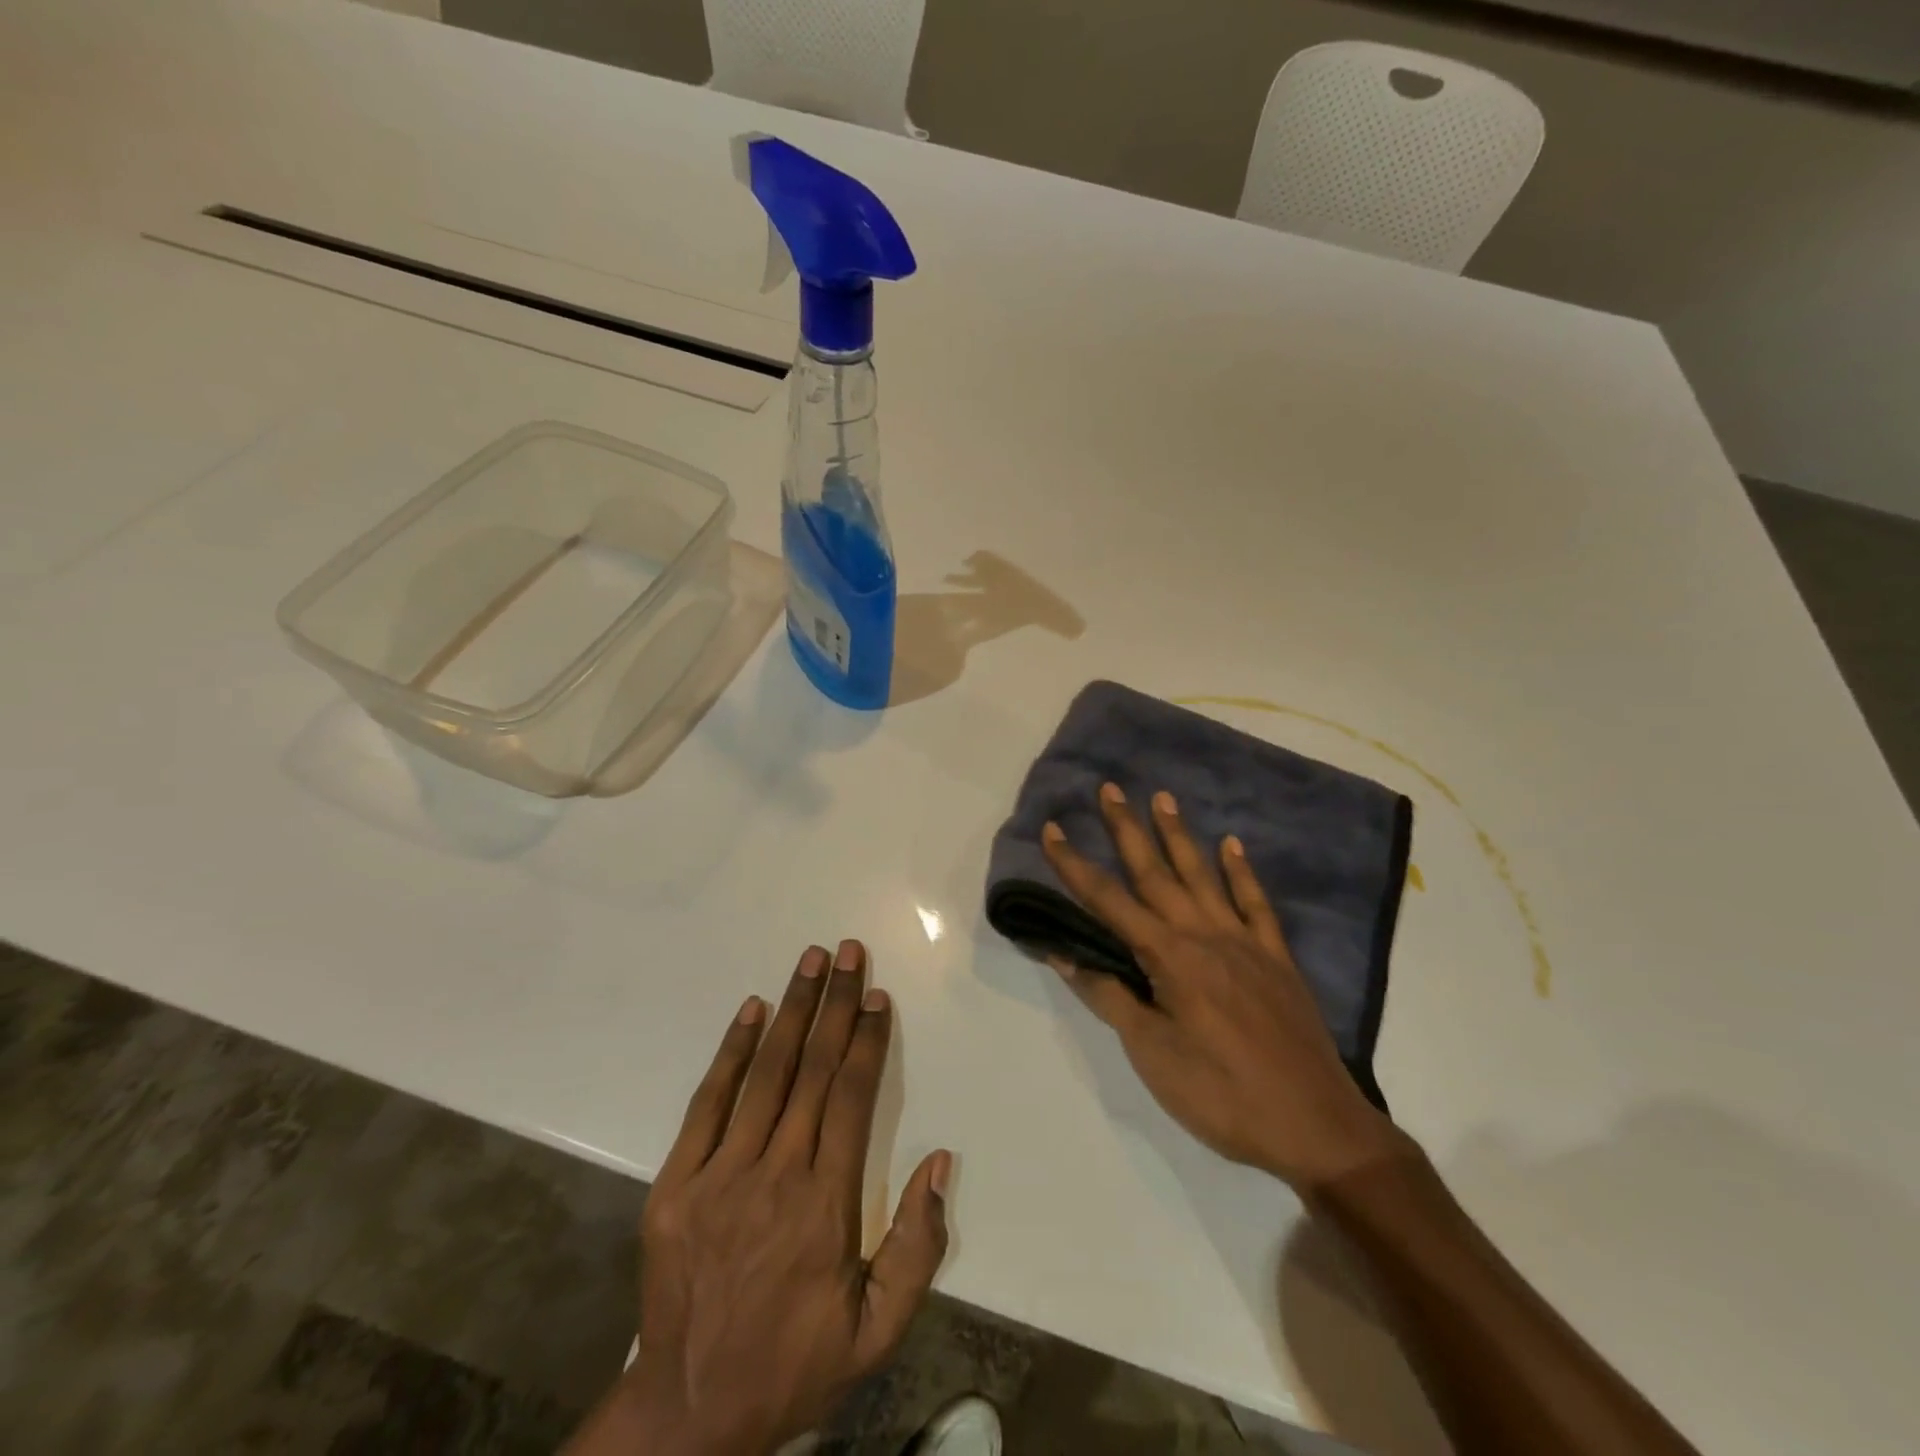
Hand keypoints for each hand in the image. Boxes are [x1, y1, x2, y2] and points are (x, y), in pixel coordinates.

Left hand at [569, 941, 951, 1455]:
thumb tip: (941, 1161)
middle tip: (849, 952)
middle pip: (813, 1069)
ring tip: (811, 961)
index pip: (852, 1097)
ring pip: (766, 1074)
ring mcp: (720, 1175)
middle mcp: (775, 1174)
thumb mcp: (877, 1330)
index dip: (867, 1040)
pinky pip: (709, 1104)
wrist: (687, 1413)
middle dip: (835, 1004)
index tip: (876, 996)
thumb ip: (918, 1247)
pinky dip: (732, 1052)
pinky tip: (752, 1010)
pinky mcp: (676, 1183)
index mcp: (825, 1204)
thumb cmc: (795, 1362)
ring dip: (792, 1010)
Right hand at [1042, 783, 1404, 1194]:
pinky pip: (1256, 904)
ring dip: (1179, 836)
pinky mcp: (1276, 958)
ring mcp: (1245, 942)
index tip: (1052, 830)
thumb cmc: (1221, 1095)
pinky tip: (1233, 845)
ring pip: (1203, 876)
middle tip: (1110, 789)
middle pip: (1155, 873)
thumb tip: (1063, 954)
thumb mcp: (1152, 1054)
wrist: (1315, 1126)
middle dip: (1127, 830)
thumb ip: (1109, 997)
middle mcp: (1204, 934)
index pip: (1108, 901)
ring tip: (1162, 797)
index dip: (1075, 865)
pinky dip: (1243, 872)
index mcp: (1169, 957)